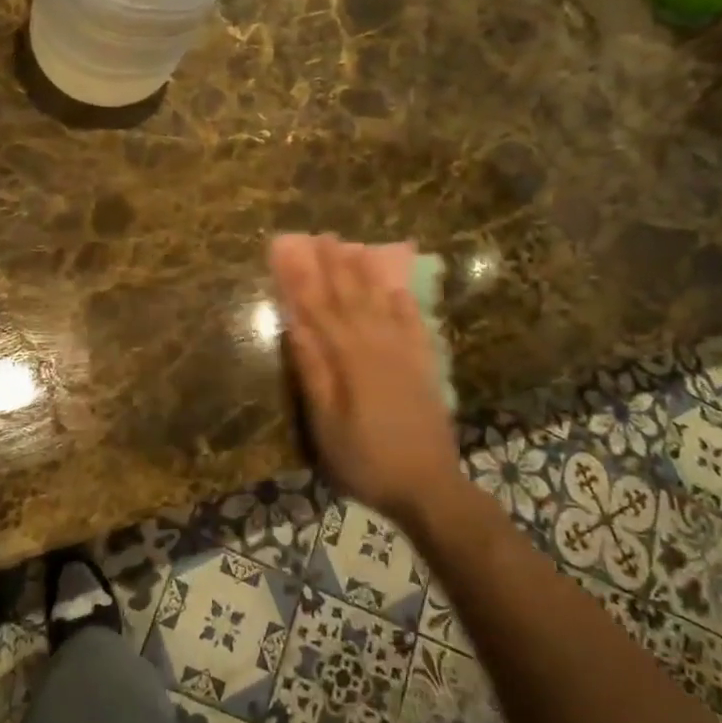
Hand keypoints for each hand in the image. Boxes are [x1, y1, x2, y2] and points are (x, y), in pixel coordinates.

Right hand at [270, 235, 462, 529]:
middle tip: (324, 236)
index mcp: (349, 359)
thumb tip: (295, 326)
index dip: (305, 280)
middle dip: (336, 266)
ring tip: (355, 248)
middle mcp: (378, 346)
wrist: (429, 486)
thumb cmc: (365, 459)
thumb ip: (313, 371)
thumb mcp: (326, 424)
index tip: (293, 251)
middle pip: (352, 298)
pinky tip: (397, 287)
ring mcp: (405, 353)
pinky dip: (404, 302)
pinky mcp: (424, 365)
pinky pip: (414, 323)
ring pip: (382, 303)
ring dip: (367, 274)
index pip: (320, 310)